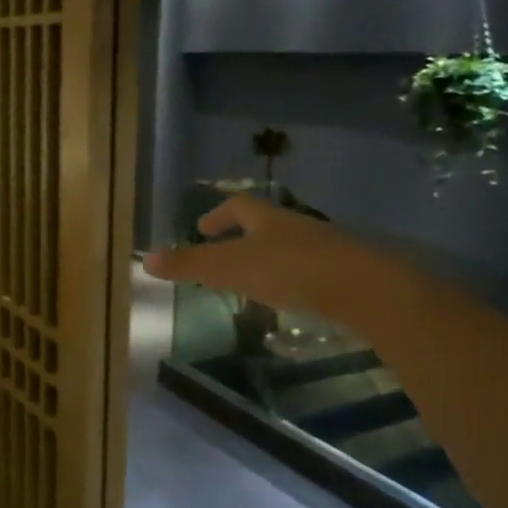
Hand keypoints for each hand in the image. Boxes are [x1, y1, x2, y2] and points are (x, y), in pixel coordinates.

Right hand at [143, 194, 354, 313]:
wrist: (362, 287)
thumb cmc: (289, 270)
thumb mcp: (230, 268)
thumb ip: (189, 265)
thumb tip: (145, 258)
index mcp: (267, 219)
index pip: (238, 206)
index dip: (218, 215)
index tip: (202, 228)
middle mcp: (296, 227)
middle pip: (265, 224)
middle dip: (243, 236)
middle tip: (225, 254)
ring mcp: (324, 249)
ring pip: (289, 247)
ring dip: (269, 258)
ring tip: (254, 281)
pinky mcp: (344, 274)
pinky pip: (310, 270)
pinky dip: (293, 279)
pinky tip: (290, 300)